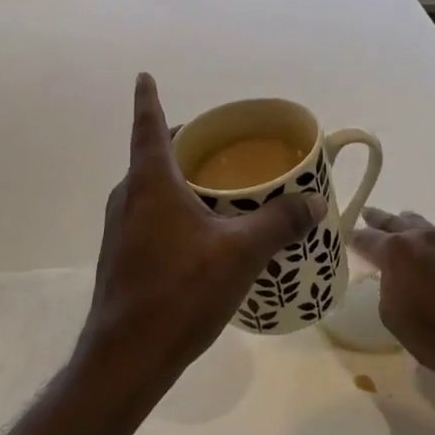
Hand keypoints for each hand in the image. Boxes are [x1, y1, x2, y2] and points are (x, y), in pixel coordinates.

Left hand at [79, 74, 325, 398]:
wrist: (126, 357)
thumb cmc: (179, 291)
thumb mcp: (239, 254)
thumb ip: (279, 223)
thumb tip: (314, 201)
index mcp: (150, 182)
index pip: (148, 125)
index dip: (147, 98)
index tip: (143, 76)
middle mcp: (128, 196)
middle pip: (152, 155)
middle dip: (181, 142)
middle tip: (216, 140)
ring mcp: (119, 228)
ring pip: (150, 187)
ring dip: (177, 178)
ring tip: (215, 184)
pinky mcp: (121, 255)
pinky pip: (148, 214)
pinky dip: (172, 206)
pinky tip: (199, 232)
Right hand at [352, 208, 434, 388]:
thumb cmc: (432, 334)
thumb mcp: (391, 314)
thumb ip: (385, 284)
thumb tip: (390, 274)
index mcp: (396, 250)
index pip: (366, 237)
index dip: (354, 238)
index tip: (347, 237)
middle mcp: (421, 237)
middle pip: (394, 221)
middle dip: (378, 220)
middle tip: (367, 215)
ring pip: (421, 225)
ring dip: (407, 227)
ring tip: (399, 229)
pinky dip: (430, 244)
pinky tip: (430, 254)